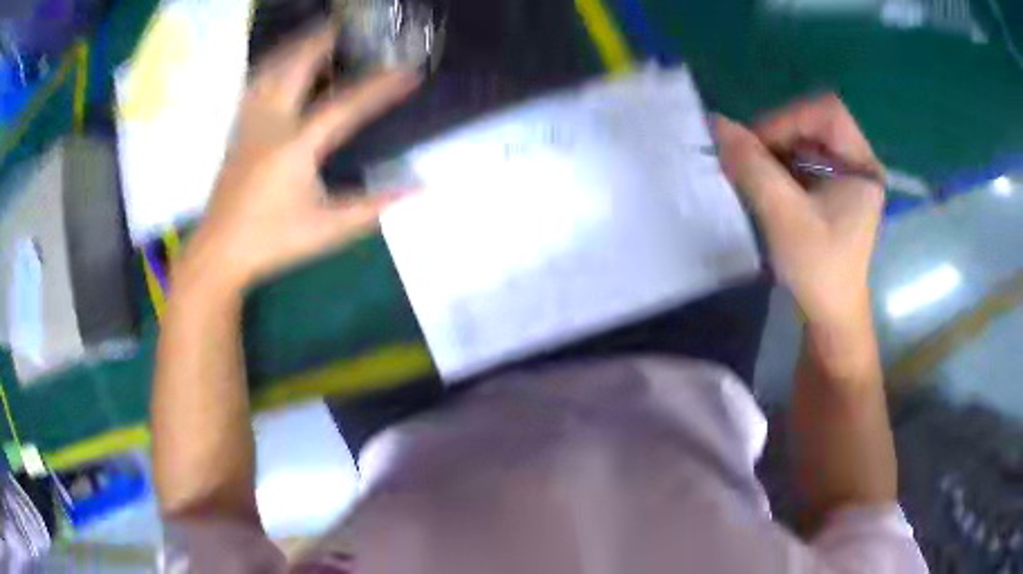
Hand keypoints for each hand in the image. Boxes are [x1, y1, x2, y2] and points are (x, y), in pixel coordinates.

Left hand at [180, 24, 420, 292]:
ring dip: (297, 46)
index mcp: (295, 147)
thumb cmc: (273, 241)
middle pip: (298, 66)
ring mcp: (250, 124)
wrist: (220, 251)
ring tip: (318, 34)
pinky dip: (272, 64)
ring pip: (271, 69)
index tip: (409, 72)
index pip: (346, 105)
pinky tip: (282, 62)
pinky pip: (256, 84)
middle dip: (326, 41)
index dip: (381, 87)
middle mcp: (270, 124)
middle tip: (350, 25)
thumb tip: (417, 189)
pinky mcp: (238, 130)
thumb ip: (373, 206)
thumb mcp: (328, 229)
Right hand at [716, 94, 884, 328]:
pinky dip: (780, 163)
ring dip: (776, 149)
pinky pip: (805, 158)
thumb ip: (752, 166)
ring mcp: (848, 175)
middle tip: (749, 158)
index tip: (756, 145)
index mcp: (862, 166)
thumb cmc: (818, 270)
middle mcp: (859, 163)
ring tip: (753, 172)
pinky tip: (765, 182)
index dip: (788, 118)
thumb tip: (717, 123)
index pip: (827, 113)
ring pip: (807, 139)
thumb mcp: (784, 216)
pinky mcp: (835, 188)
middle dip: (779, 134)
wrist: (831, 315)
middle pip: (816, 122)